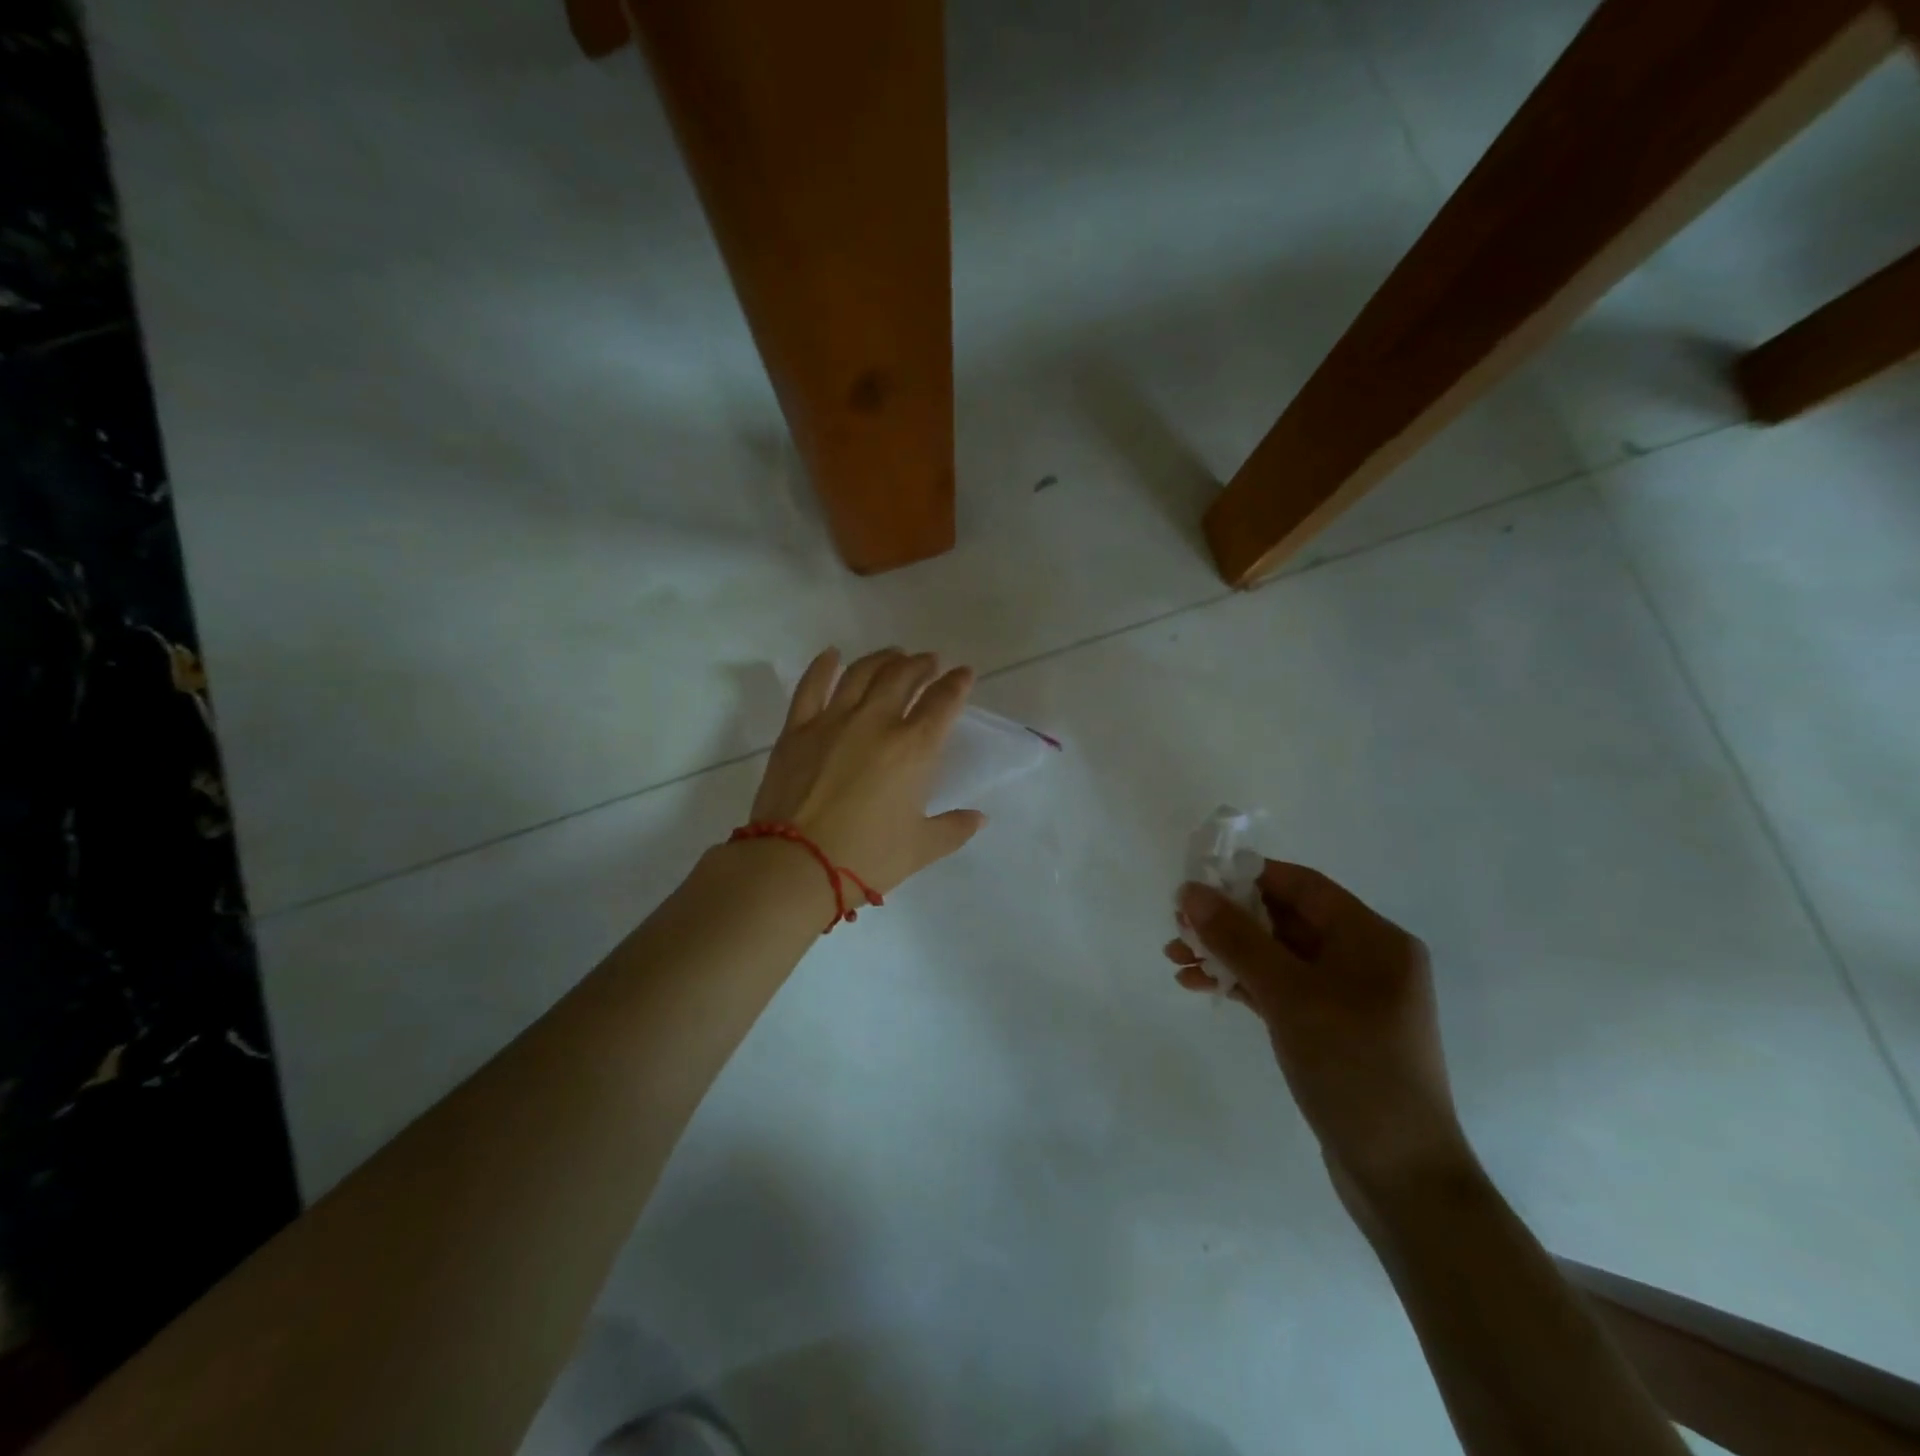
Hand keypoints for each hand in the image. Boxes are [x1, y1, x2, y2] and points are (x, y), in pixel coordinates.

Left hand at [748, 647, 985, 893]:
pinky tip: (832, 655)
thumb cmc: (866, 858)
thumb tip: (979, 818)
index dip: (957, 683)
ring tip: (894, 655)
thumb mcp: (920, 849)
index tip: (964, 673)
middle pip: (903, 677)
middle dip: (922, 664)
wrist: (796, 864)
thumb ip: (954, 829)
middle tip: (930, 662)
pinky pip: (812, 686)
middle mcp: (876, 722)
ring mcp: (833, 720)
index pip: (943, 702)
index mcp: (914, 748)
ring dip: (883, 659)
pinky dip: (823, 666)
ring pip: (862, 673)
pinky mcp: (797, 728)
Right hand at [1166, 864, 1473, 1198]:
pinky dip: (1243, 984)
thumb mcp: (1289, 995)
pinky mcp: (1332, 1030)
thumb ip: (1237, 938)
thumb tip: (1190, 892)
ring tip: (1176, 960)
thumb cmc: (1353, 1068)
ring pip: (1277, 956)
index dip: (1246, 878)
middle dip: (1228, 921)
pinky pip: (1281, 989)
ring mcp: (1349, 997)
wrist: (1401, 1176)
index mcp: (1373, 938)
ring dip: (1227, 954)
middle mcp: (1365, 959)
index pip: (1301, 886)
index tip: (1195, 885)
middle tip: (1177, 928)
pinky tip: (1201, 987)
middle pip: (1285, 920)